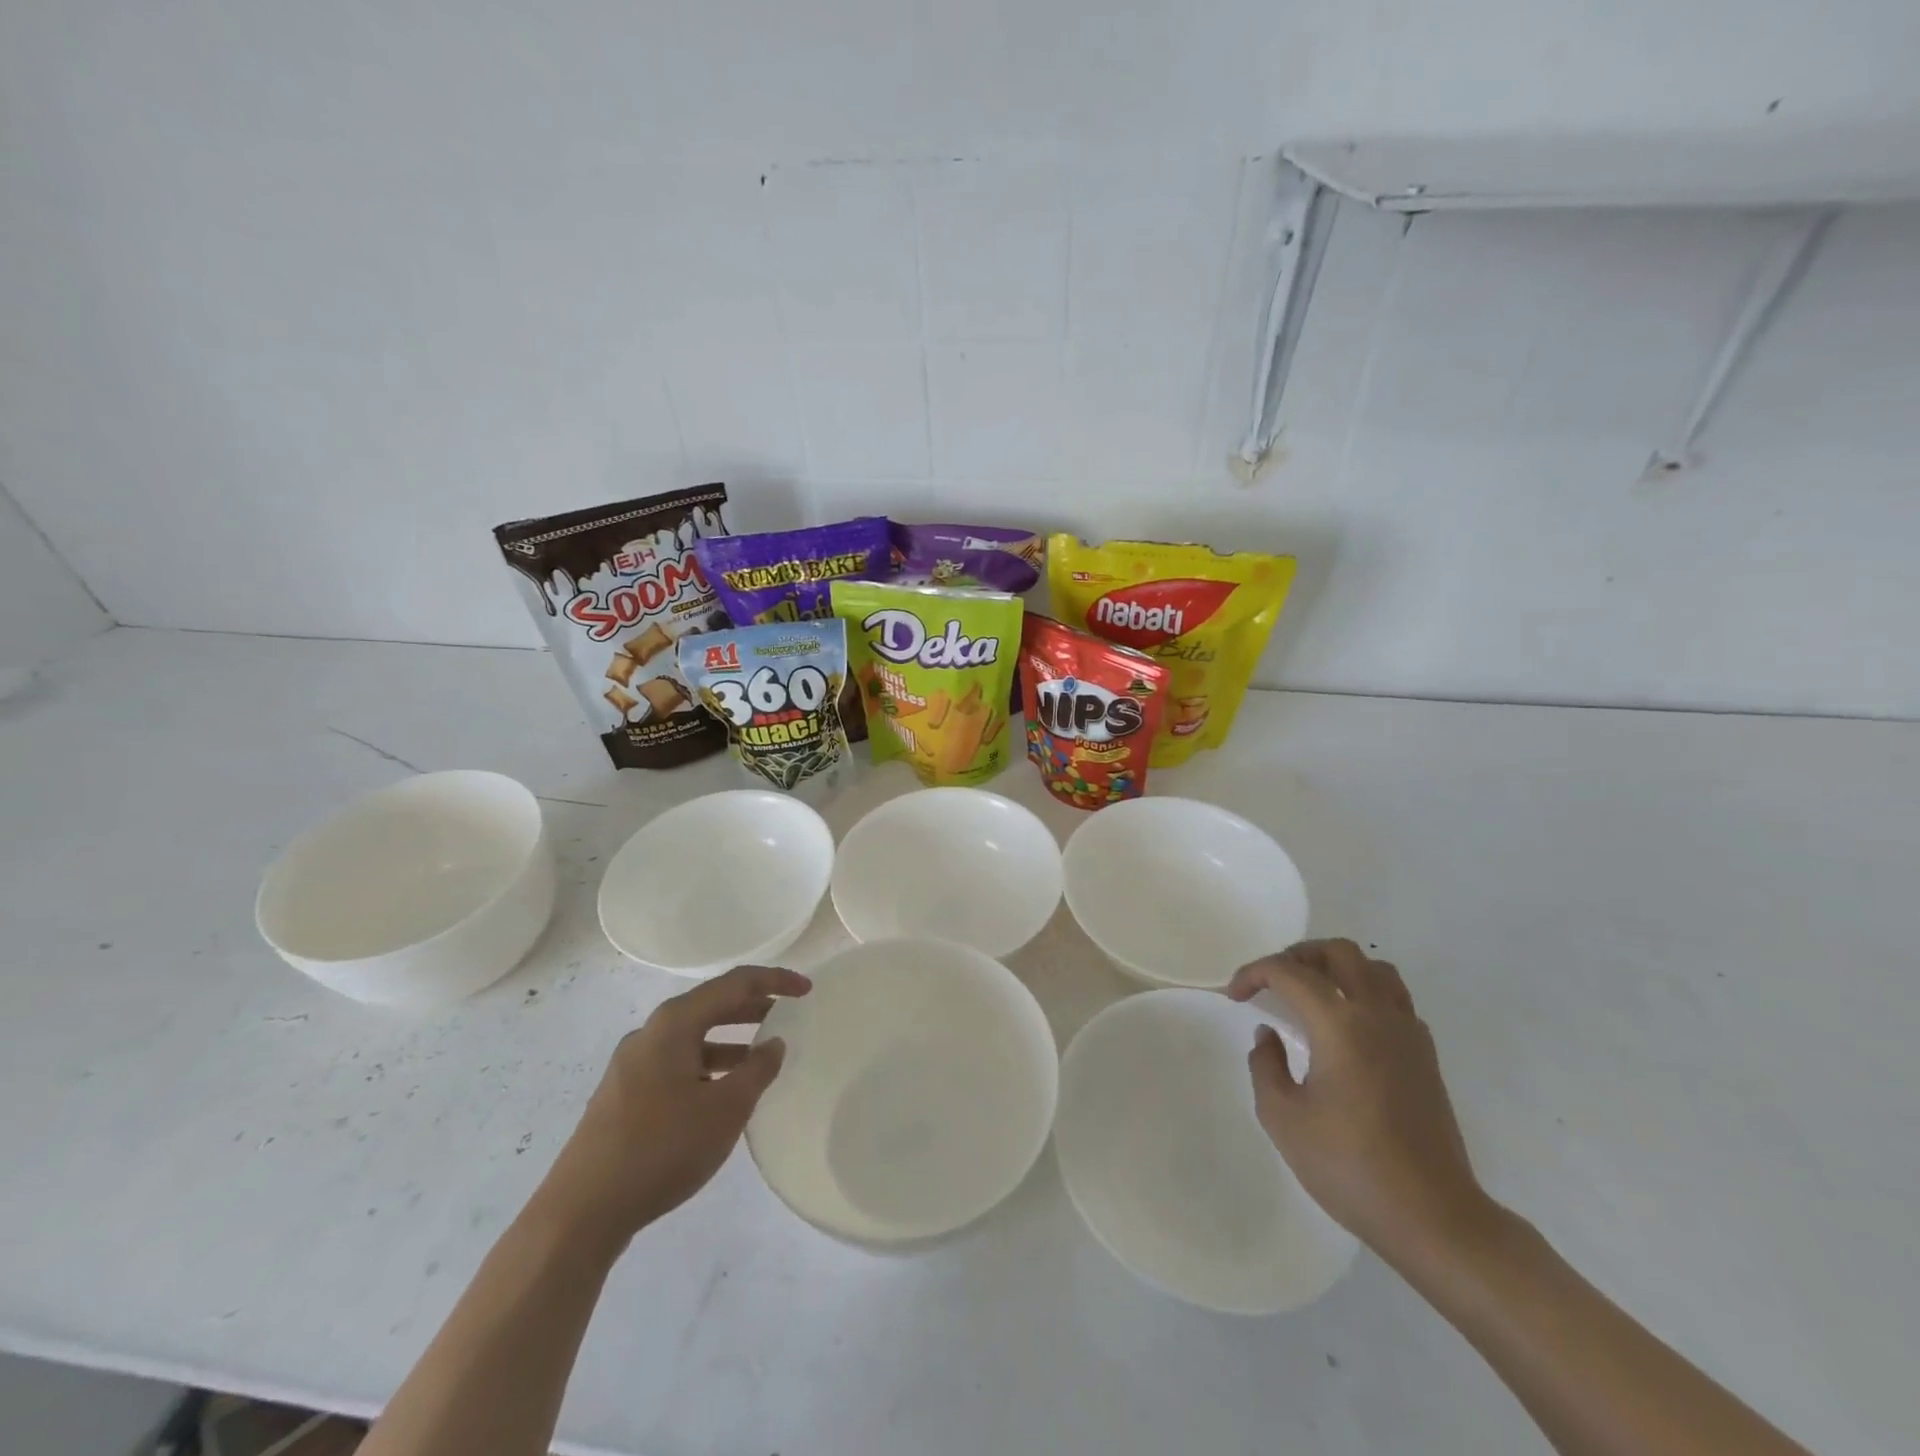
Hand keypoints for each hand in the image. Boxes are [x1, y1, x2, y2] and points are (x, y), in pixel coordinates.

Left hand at [537, 964, 809, 1250]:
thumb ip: (757, 1070)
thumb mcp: (725, 1109)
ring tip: (763, 1056)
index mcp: (674, 1023)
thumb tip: (773, 1043)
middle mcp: (650, 1033)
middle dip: (752, 1007)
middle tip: (788, 1015)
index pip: (734, 983)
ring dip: (730, 1040)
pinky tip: (723, 1093)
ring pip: (693, 1037)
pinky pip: (677, 1063)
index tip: (807, 989)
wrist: (581, 1213)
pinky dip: (708, 1065)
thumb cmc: (661, 1148)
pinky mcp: (624, 1094)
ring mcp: (632, 1064)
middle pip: (711, 1005)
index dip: (774, 981)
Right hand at [1229, 939, 1493, 1269]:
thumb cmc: (1350, 1166)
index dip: (1254, 973)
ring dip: (1338, 968)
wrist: (1434, 1218)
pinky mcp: (1426, 1056)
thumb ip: (1266, 1065)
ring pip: (1375, 969)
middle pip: (1340, 952)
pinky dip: (1365, 993)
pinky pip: (1395, 999)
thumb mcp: (1283, 1118)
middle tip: (1272, 981)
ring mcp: (1409, 1034)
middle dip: (1298, 955)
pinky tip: (1347, 1026)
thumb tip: (1268, 1035)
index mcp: (1340, 1024)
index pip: (1288, 972)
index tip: (1234, 996)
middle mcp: (1378, 1015)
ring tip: (1311, 993)